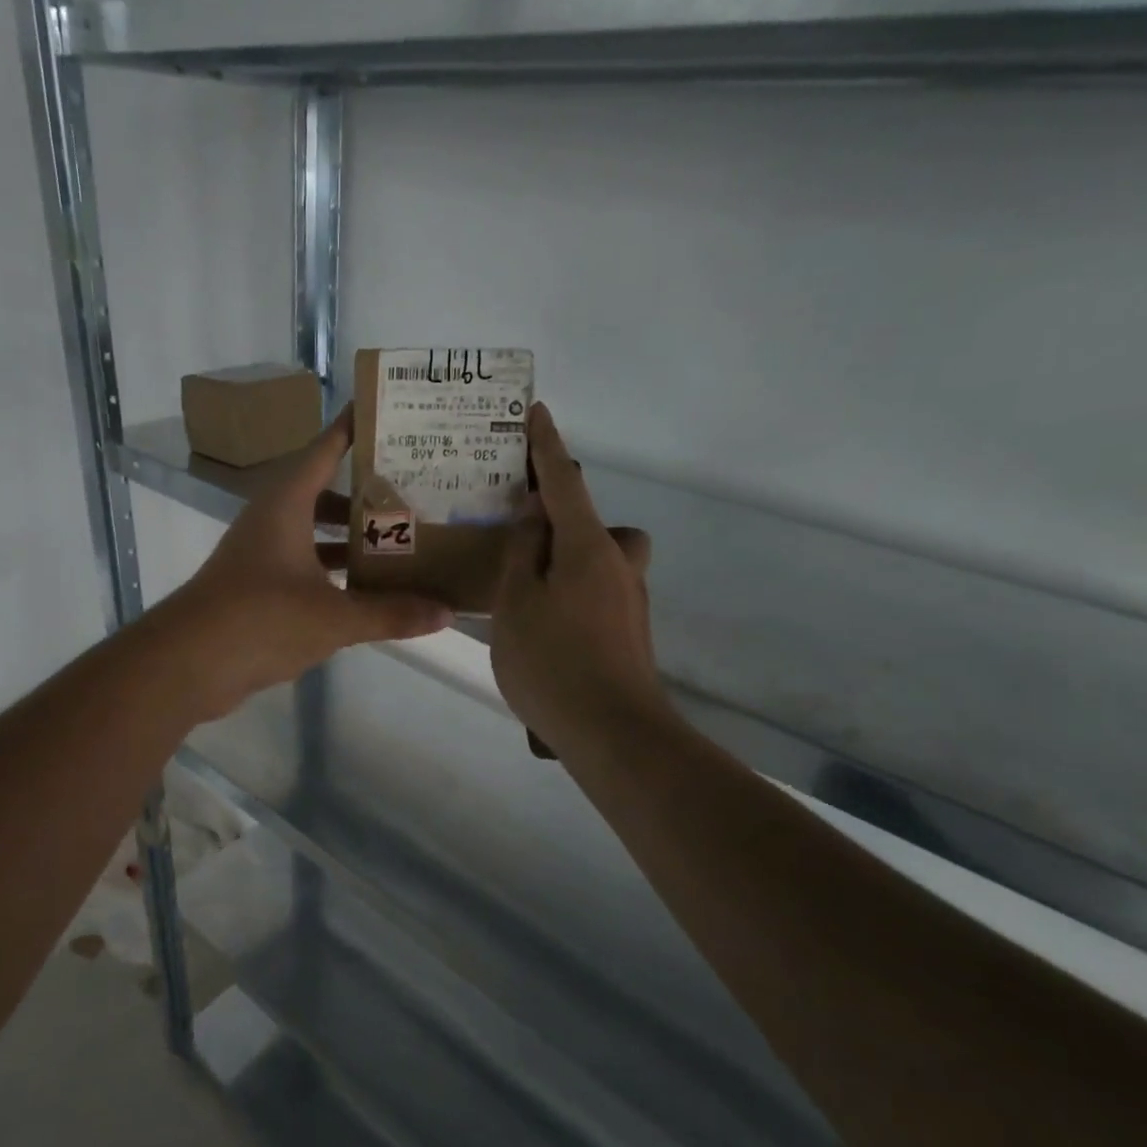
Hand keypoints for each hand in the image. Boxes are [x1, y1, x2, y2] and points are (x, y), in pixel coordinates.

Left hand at [154, 407, 451, 720]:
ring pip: (316, 532)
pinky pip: (306, 565)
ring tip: (401, 541)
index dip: (356, 429)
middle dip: (368, 492)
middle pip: (326, 491)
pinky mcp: (258, 586)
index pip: (326, 449)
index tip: (391, 413)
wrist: (188, 663)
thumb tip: (446, 613)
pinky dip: (335, 571)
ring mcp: (263, 554)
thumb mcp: (334, 617)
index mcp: (287, 504)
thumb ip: (390, 613)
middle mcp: (273, 519)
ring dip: (352, 537)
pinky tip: (366, 589)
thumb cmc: (260, 620)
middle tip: (416, 490)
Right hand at [492, 404, 661, 751]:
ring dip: (567, 564)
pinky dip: (571, 597)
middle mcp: (618, 564)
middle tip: (523, 546)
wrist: (614, 734)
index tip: (535, 413)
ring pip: (598, 562)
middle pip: (592, 524)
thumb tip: (535, 513)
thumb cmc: (553, 662)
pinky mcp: (630, 631)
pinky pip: (597, 593)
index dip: (546, 447)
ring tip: (525, 597)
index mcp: (588, 546)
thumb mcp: (516, 602)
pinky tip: (544, 632)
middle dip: (563, 522)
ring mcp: (630, 600)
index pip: (563, 481)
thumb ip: (523, 551)